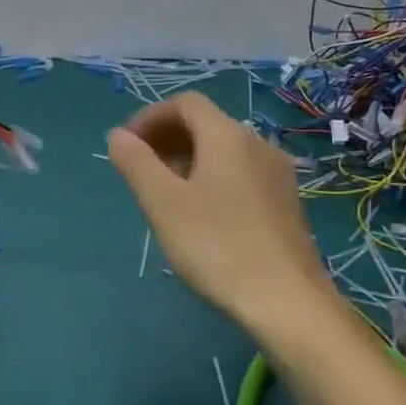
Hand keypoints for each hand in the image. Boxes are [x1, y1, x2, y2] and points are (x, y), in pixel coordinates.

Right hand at [106, 93, 330, 330]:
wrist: (288, 301)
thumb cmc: (217, 245)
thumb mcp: (163, 203)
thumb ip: (136, 163)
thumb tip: (118, 135)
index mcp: (227, 135)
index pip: (185, 104)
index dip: (150, 117)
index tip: (127, 146)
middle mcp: (256, 143)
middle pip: (205, 124)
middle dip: (167, 138)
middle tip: (139, 170)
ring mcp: (276, 173)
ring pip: (223, 150)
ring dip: (188, 159)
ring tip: (164, 194)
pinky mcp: (285, 202)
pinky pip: (240, 172)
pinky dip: (212, 177)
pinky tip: (200, 214)